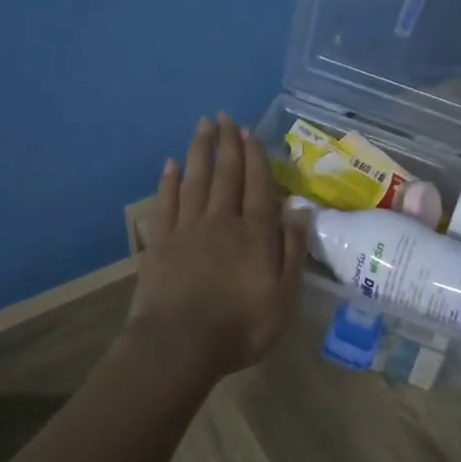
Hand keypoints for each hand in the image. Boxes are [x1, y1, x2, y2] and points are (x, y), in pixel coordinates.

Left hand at [127, 113, 307, 377]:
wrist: (179, 345)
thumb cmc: (240, 326)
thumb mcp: (283, 296)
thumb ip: (292, 250)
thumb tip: (300, 210)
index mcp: (254, 233)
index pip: (257, 185)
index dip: (255, 157)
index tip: (250, 133)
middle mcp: (221, 221)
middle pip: (225, 174)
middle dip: (227, 144)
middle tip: (225, 116)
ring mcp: (187, 229)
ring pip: (196, 180)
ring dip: (200, 151)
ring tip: (203, 126)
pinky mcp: (160, 242)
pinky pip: (166, 203)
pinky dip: (169, 181)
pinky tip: (171, 164)